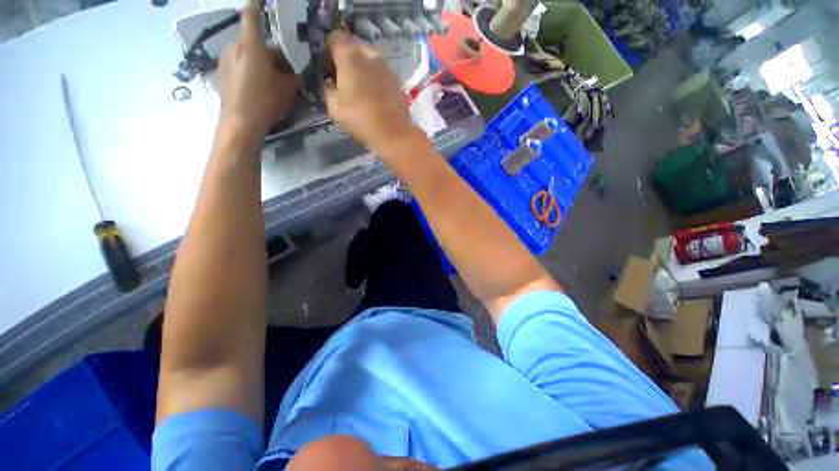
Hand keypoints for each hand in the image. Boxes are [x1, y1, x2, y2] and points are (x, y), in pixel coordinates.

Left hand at [217, 0, 299, 137]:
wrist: (240, 123)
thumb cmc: (266, 101)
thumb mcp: (288, 90)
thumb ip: (293, 77)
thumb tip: (294, 75)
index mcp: (252, 46)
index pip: (252, 15)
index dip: (255, 2)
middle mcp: (235, 47)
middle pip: (256, 43)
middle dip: (271, 56)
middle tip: (284, 76)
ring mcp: (225, 60)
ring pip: (247, 55)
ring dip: (260, 65)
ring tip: (271, 86)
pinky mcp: (221, 74)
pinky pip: (239, 66)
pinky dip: (250, 73)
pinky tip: (257, 91)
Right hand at [324, 32, 419, 154]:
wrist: (394, 134)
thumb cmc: (361, 118)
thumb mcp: (334, 106)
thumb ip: (328, 89)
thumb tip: (330, 83)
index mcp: (350, 55)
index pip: (334, 38)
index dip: (328, 50)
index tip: (327, 67)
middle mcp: (369, 54)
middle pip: (354, 46)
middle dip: (346, 57)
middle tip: (342, 77)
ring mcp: (386, 66)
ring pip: (369, 58)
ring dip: (362, 67)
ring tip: (359, 86)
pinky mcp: (397, 80)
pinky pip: (381, 72)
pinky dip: (375, 77)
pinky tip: (373, 94)